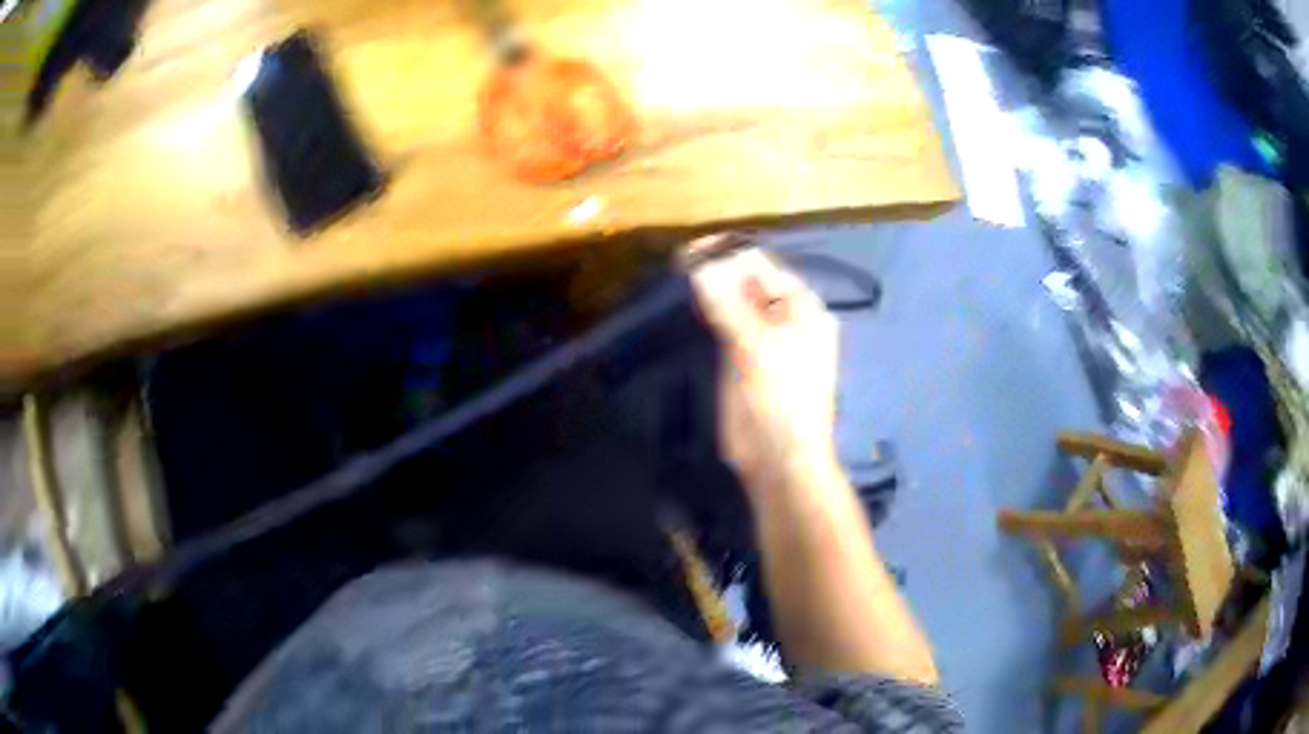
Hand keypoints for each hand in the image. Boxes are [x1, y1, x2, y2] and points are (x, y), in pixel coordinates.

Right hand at [688, 242, 839, 499]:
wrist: (779, 459)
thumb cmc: (779, 401)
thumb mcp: (756, 348)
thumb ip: (728, 305)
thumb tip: (700, 267)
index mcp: (800, 307)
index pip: (759, 265)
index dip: (725, 256)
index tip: (685, 255)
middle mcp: (784, 316)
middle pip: (745, 282)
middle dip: (714, 273)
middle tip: (674, 272)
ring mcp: (762, 337)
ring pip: (731, 303)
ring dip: (707, 294)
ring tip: (673, 289)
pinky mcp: (741, 358)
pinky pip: (722, 327)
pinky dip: (705, 317)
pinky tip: (683, 313)